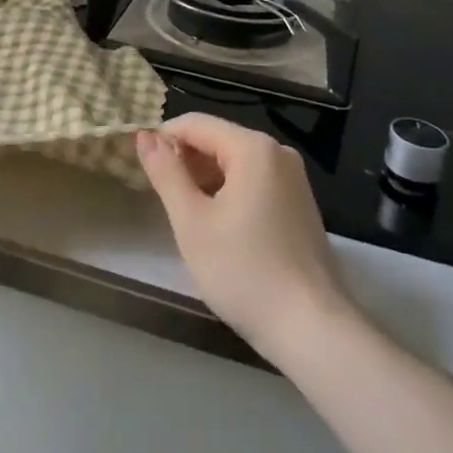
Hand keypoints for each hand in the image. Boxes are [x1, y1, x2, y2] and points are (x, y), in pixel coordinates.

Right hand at [136, 113, 350, 361]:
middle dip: (185, 161)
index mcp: (253, 147)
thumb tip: (144, 135)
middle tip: (161, 198)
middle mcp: (277, 152)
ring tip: (185, 215)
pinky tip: (218, 226)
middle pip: (217, 139)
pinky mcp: (299, 203)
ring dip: (205, 179)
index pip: (195, 123)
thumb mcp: (192, 222)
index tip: (141, 167)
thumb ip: (166, 172)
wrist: (312, 329)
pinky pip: (254, 181)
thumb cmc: (244, 271)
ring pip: (235, 162)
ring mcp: (293, 178)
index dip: (163, 139)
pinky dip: (229, 192)